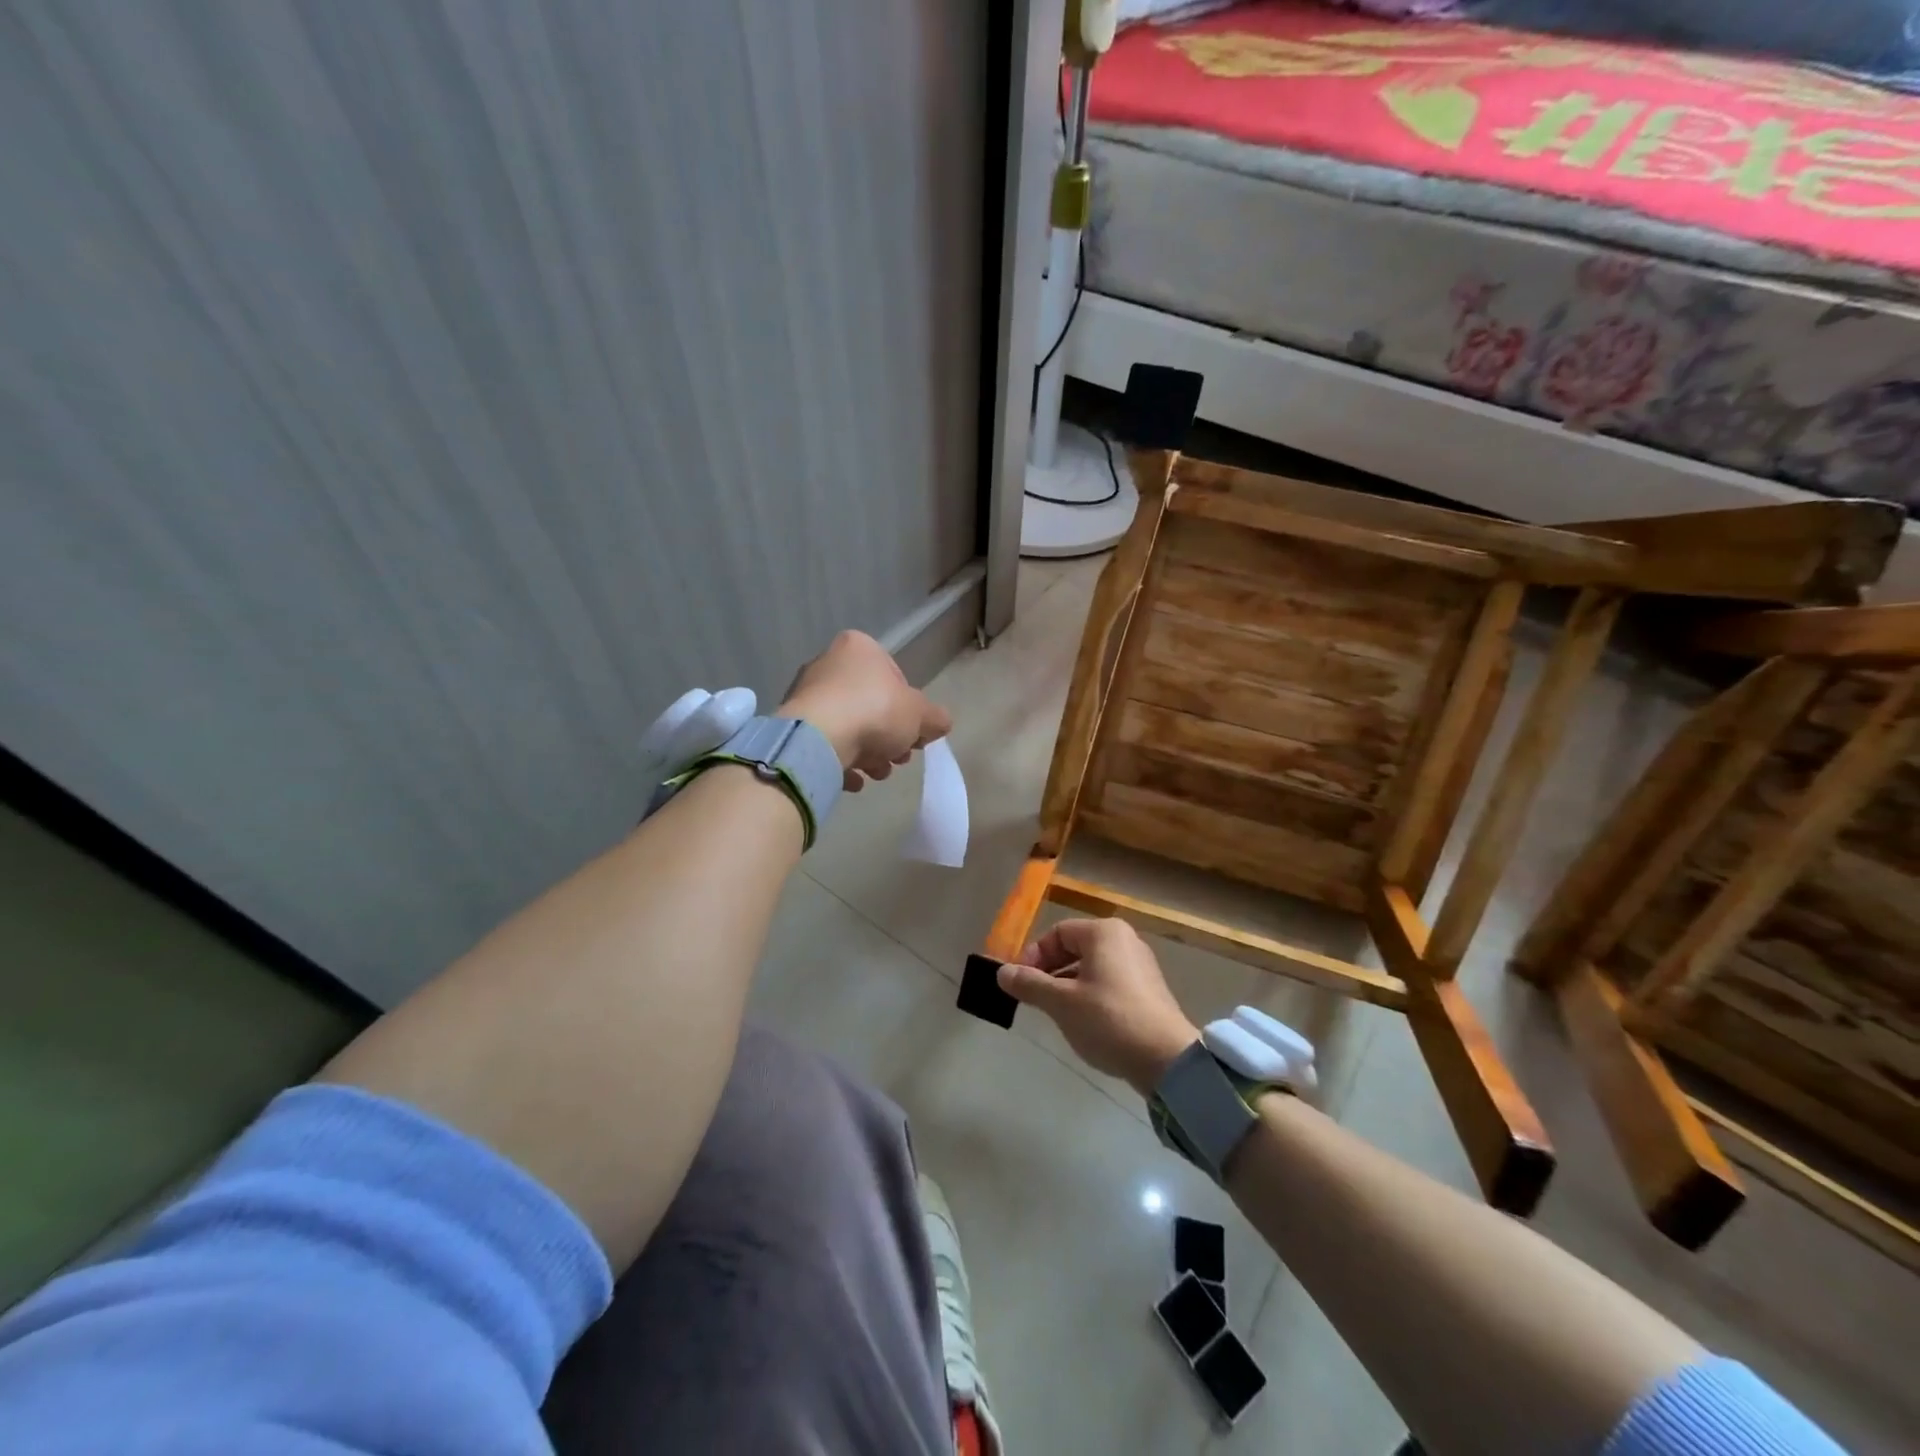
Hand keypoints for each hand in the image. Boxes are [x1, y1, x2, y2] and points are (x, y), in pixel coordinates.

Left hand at [779, 630, 951, 791]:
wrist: (818, 740)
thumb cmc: (875, 712)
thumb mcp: (920, 714)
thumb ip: (935, 718)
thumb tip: (940, 724)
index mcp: (859, 648)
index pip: (895, 677)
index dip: (910, 710)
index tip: (915, 735)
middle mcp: (828, 663)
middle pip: (871, 704)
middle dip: (889, 737)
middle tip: (899, 758)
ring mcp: (807, 694)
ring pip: (849, 726)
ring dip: (868, 753)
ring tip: (877, 773)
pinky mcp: (793, 725)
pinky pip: (825, 744)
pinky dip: (841, 761)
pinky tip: (853, 780)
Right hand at [997, 919, 1198, 1095]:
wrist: (1166, 1059)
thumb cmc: (1109, 1020)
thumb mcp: (1061, 1003)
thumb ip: (1029, 984)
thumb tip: (1001, 973)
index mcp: (1104, 932)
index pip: (1057, 933)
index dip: (1033, 955)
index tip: (1019, 983)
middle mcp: (1124, 940)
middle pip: (1074, 947)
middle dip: (1048, 971)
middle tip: (1032, 998)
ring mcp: (1139, 965)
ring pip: (1090, 967)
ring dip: (1066, 985)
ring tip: (1053, 1013)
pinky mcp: (1148, 990)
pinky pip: (1107, 982)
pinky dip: (1088, 995)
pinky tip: (1082, 1022)